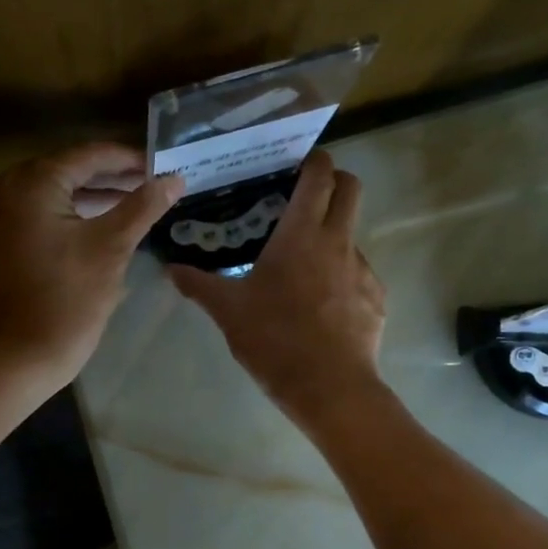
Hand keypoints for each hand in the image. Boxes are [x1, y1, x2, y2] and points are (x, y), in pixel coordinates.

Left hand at [0, 142, 183, 389]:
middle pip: (68, 172)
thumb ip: (143, 207)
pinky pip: (36, 217)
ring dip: (91, 199)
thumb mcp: (111, 248)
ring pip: (52, 196)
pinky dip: (67, 217)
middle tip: (150, 186)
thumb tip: (174, 179)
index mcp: (32, 182)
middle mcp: (5, 189)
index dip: (129, 160)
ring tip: (132, 206)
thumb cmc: (68, 300)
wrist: (17, 358)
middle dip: (111, 178)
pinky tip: (97, 229)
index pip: (89, 155)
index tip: (161, 167)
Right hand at [169, 151, 386, 426]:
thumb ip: (199, 285)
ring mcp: (363, 269)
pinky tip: (322, 304)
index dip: (313, 160)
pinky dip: (342, 275)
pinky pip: (359, 273)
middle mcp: (339, 241)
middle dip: (334, 181)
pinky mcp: (376, 298)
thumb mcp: (228, 312)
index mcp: (302, 234)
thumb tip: (171, 268)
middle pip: (351, 188)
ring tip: (305, 263)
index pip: (320, 175)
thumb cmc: (275, 340)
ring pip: (353, 232)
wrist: (330, 388)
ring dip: (334, 233)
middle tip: (306, 197)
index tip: (296, 162)